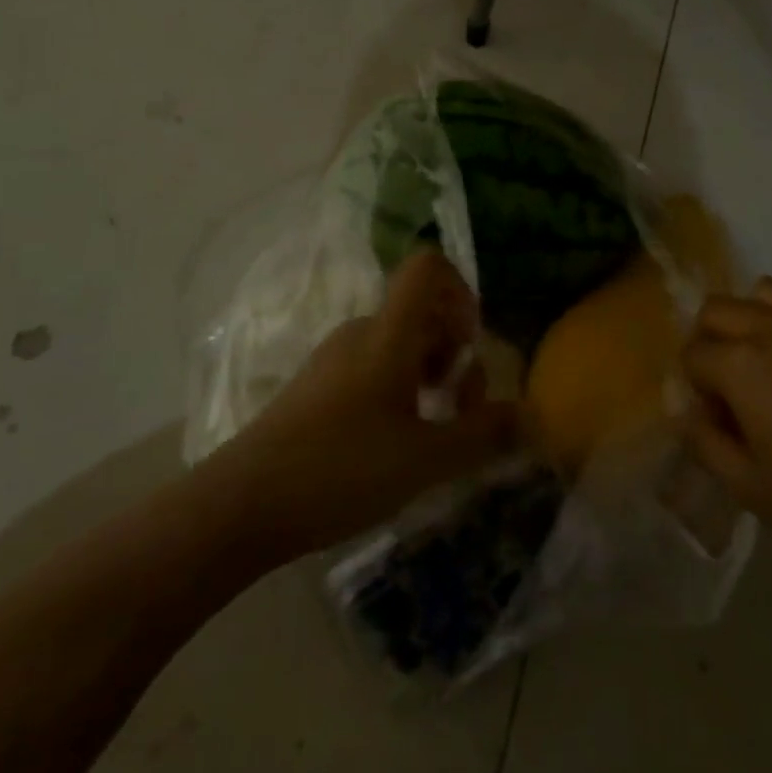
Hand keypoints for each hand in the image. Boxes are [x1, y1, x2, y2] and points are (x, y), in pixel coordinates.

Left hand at [203, 251, 518, 564]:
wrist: (241, 504)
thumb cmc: (340, 469)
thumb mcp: (425, 459)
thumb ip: (483, 435)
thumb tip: (530, 416)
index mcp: (388, 333)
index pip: (427, 268)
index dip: (461, 290)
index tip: (472, 345)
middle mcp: (361, 332)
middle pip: (421, 312)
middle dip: (454, 353)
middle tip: (461, 409)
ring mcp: (335, 359)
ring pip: (398, 344)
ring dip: (429, 376)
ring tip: (433, 434)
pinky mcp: (317, 388)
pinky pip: (373, 368)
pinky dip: (399, 392)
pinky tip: (396, 446)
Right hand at [675, 278, 771, 584]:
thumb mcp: (750, 488)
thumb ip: (704, 441)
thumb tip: (691, 412)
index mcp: (742, 363)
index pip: (692, 354)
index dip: (696, 389)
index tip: (718, 423)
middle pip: (717, 310)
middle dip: (709, 343)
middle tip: (729, 391)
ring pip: (761, 294)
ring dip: (748, 321)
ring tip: (764, 367)